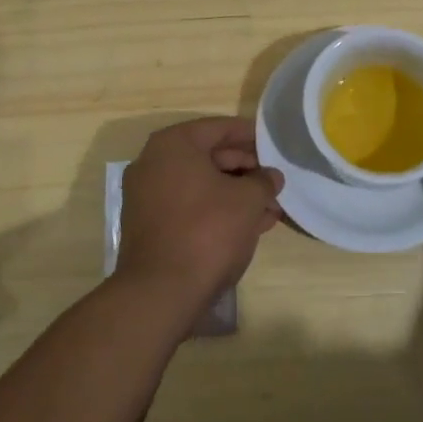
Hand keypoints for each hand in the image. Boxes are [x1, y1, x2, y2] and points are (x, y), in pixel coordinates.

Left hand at [117, 118, 283, 321]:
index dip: (250, 135)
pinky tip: (249, 226)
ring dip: (236, 194)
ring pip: (201, 186)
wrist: (161, 293)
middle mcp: (154, 164)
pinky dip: (217, 211)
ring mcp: (147, 197)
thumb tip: (271, 177)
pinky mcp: (150, 227)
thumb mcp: (247, 200)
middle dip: (246, 170)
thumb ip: (263, 181)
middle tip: (275, 181)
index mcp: (173, 145)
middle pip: (209, 156)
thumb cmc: (207, 230)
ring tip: (270, 208)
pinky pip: (190, 208)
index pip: (219, 128)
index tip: (274, 144)